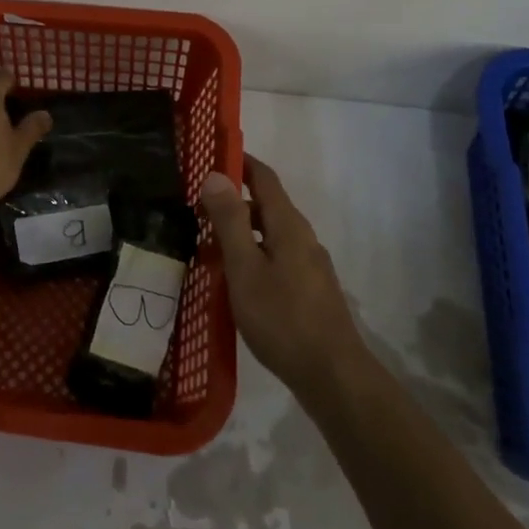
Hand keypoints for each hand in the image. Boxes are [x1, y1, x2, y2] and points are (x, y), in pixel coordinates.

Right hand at [199, 155, 358, 392]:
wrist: (332, 375)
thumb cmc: (282, 318)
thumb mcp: (245, 268)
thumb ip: (230, 221)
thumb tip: (216, 175)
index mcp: (288, 225)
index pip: (264, 177)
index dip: (239, 161)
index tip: (210, 153)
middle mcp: (302, 237)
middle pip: (267, 204)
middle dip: (233, 198)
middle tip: (195, 203)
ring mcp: (309, 265)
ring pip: (270, 233)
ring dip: (240, 228)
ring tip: (205, 240)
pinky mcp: (309, 289)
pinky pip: (275, 256)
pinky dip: (251, 252)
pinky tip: (233, 276)